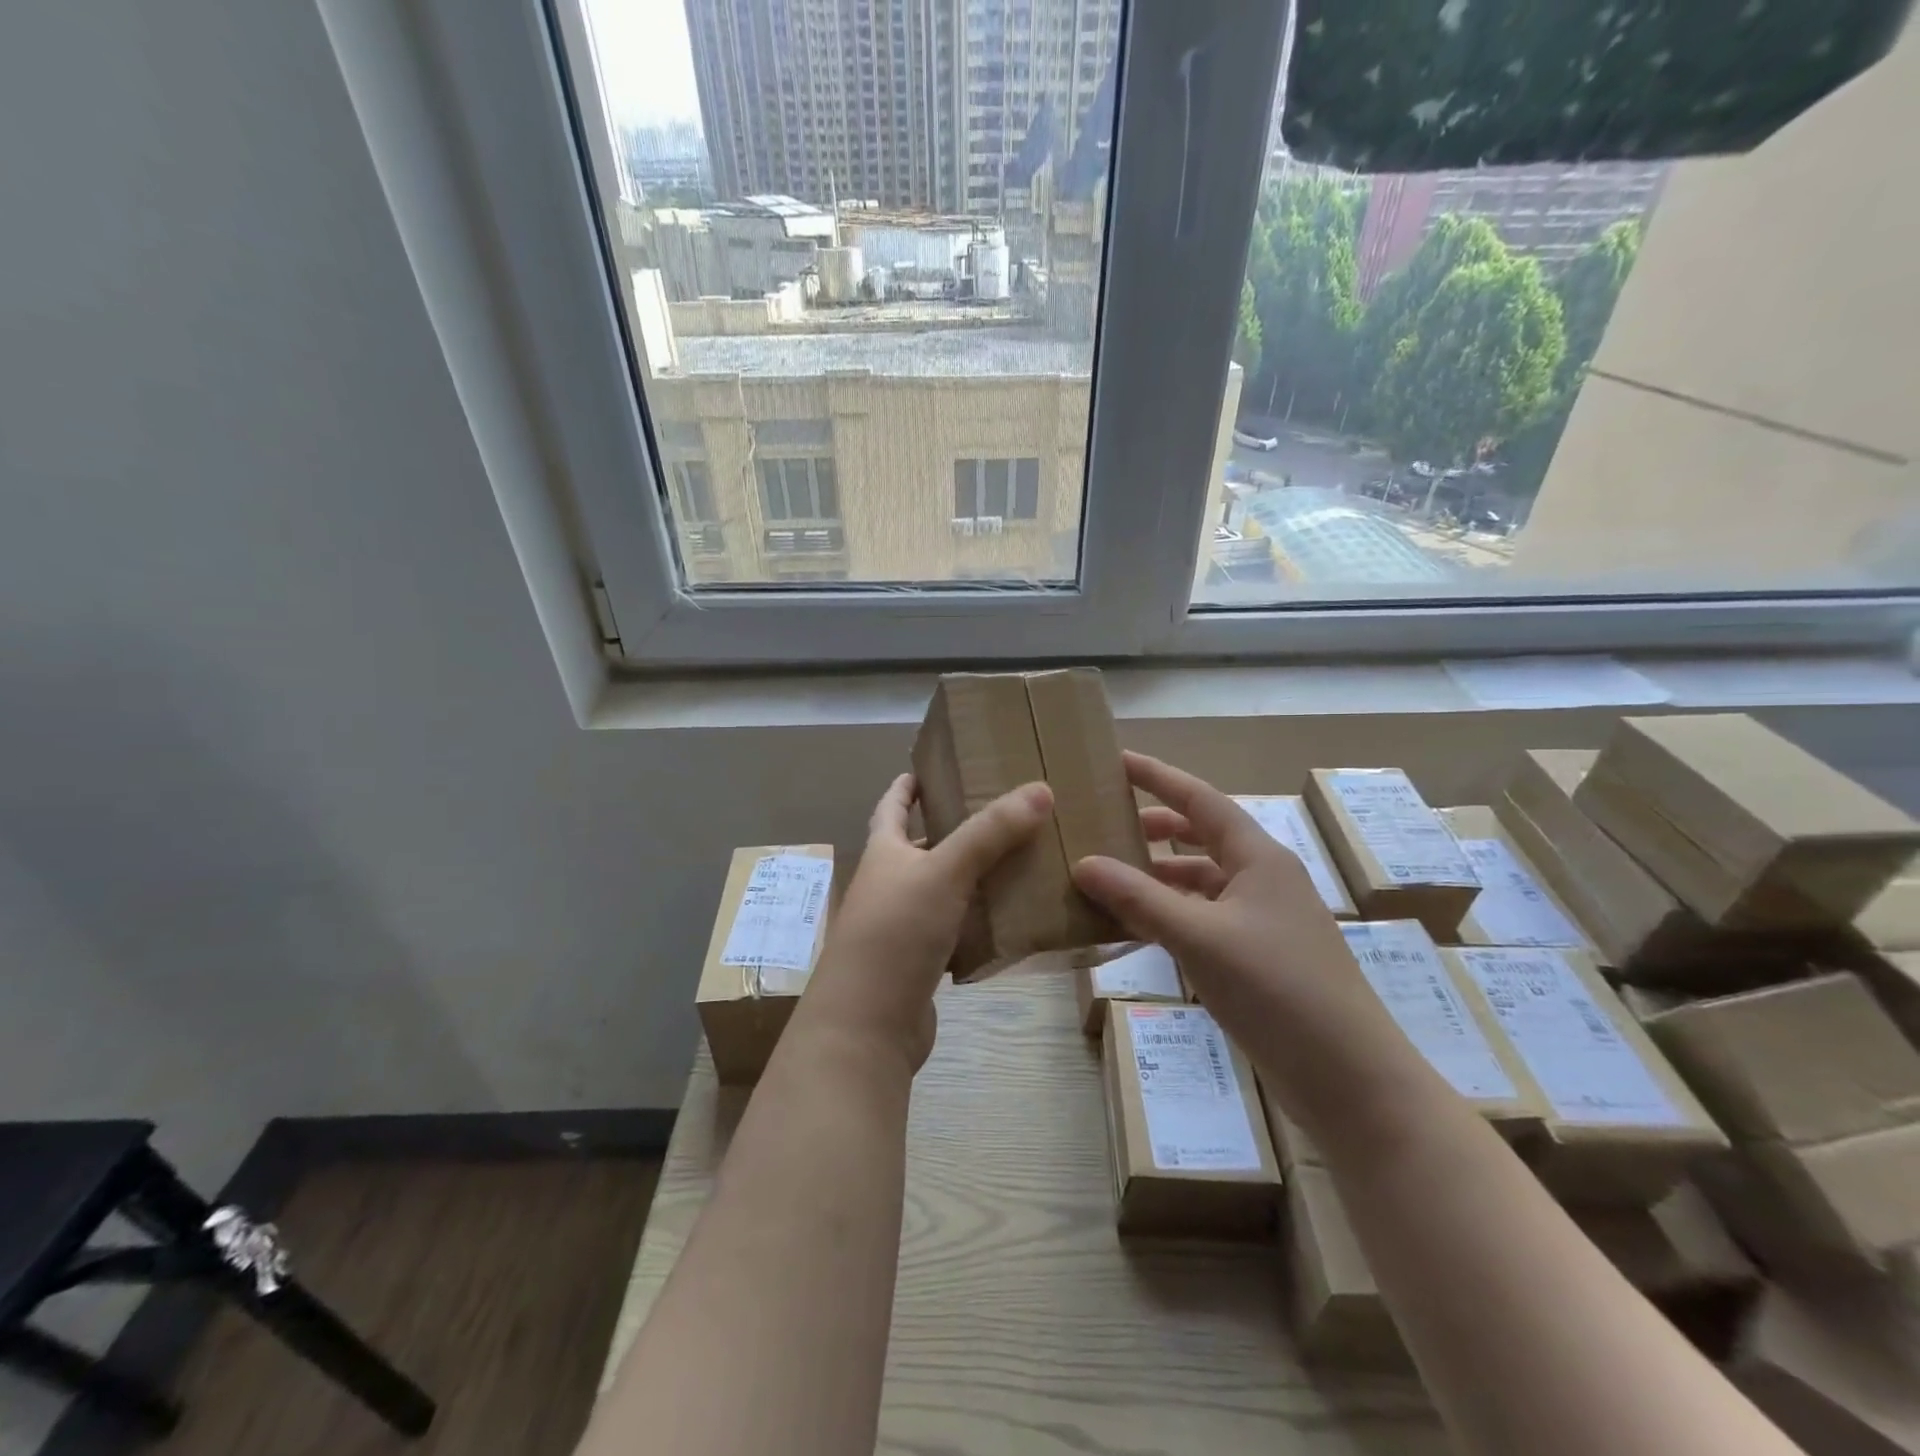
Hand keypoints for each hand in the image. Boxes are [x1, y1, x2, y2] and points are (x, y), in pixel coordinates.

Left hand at [806, 774, 1053, 1068]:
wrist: (867, 1026)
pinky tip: (1013, 914)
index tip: (928, 767)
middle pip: (922, 847)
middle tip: (1000, 812)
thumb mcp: (943, 872)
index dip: (906, 786)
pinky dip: (981, 919)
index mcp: (884, 853)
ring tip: (1020, 857)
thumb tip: (1040, 789)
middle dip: (954, 829)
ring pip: (944, 889)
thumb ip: (990, 832)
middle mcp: (889, 885)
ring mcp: (903, 927)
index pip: (891, 806)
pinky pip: (957, 929)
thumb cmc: (896, 934)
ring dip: (974, 875)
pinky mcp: (921, 963)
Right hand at [1072, 752, 1397, 1102]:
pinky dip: (1170, 915)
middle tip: (1106, 825)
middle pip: (1201, 836)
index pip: (1199, 799)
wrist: (1348, 1077)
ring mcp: (1263, 919)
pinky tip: (1138, 929)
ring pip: (1201, 881)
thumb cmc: (1277, 989)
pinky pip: (1204, 918)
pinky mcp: (1259, 957)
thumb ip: (1139, 898)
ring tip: (1110, 880)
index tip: (1115, 761)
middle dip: (1154, 827)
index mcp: (1257, 857)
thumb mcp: (1200, 937)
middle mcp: (1262, 879)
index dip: (1157, 777)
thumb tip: (1083, 862)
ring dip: (1158, 876)